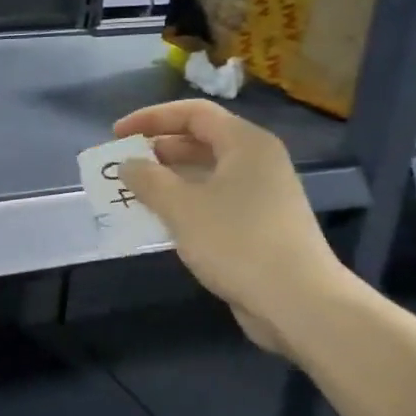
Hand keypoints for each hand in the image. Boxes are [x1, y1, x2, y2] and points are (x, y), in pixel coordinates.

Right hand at [112, 100, 350, 354]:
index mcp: (246, 144)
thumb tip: (127, 165)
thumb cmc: (237, 242)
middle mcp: (257, 162)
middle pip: (200, 141)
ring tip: (133, 193)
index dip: (151, 118)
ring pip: (205, 174)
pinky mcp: (259, 225)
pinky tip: (160, 221)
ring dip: (167, 180)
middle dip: (157, 150)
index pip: (193, 113)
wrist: (298, 301)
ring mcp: (261, 195)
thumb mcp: (181, 207)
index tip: (117, 135)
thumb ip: (148, 180)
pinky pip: (213, 201)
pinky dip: (184, 204)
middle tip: (123, 165)